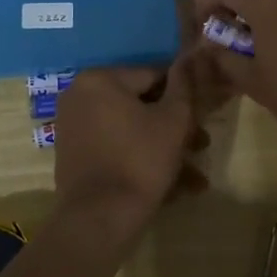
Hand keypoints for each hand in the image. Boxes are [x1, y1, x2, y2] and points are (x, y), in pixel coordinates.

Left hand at [52, 60, 205, 224]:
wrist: (98, 218)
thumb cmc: (140, 160)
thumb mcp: (174, 120)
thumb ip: (183, 85)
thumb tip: (188, 58)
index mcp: (100, 79)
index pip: (153, 76)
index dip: (183, 95)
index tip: (203, 115)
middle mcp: (80, 96)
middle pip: (140, 105)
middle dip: (175, 128)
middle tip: (201, 147)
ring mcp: (73, 127)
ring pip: (130, 131)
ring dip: (163, 150)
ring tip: (194, 178)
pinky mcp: (74, 156)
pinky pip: (115, 149)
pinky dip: (140, 162)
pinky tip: (172, 188)